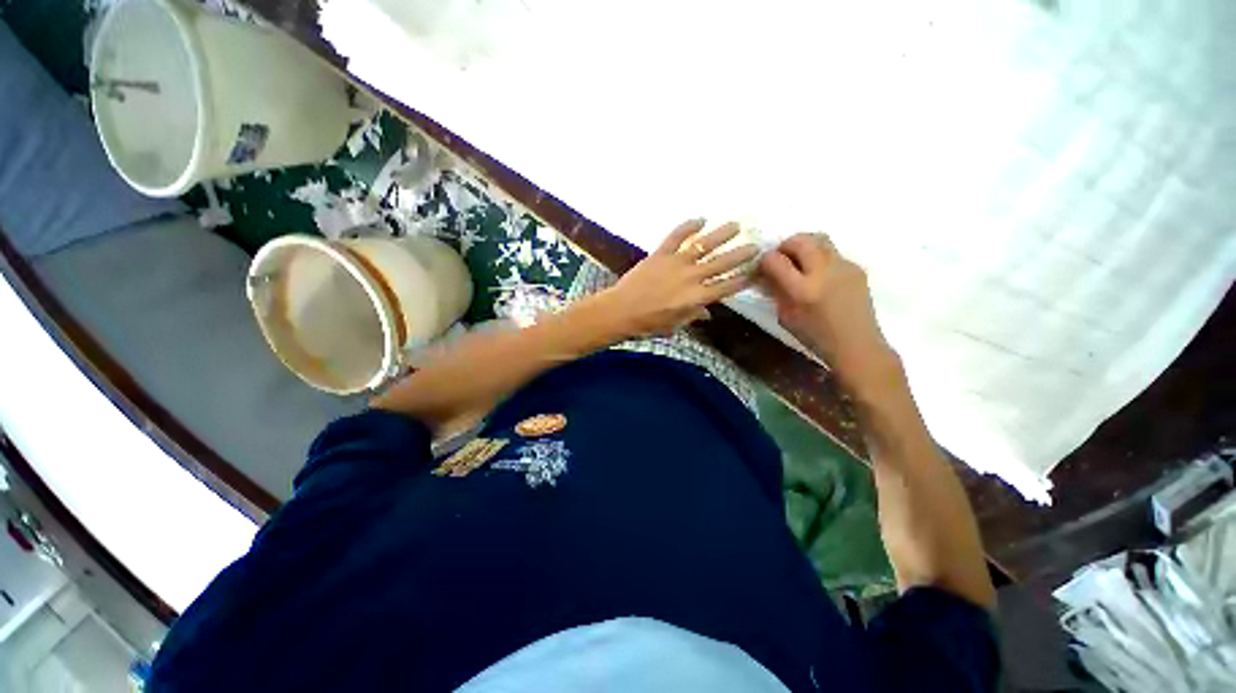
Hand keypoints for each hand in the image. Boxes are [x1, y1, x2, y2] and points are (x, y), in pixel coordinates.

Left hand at [598, 219, 757, 336]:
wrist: (622, 310)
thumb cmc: (648, 323)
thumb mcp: (674, 325)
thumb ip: (693, 315)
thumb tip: (708, 313)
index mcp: (697, 298)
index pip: (726, 287)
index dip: (742, 280)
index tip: (755, 272)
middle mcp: (692, 277)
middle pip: (722, 263)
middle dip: (741, 255)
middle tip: (756, 245)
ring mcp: (676, 263)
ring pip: (704, 245)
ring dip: (722, 234)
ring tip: (737, 225)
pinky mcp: (661, 253)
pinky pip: (677, 236)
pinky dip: (688, 226)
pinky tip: (700, 219)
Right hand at [759, 233, 899, 389]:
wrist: (857, 345)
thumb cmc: (815, 337)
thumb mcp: (786, 317)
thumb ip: (776, 291)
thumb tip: (766, 274)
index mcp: (802, 290)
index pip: (775, 261)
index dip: (764, 261)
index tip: (762, 267)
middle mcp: (824, 272)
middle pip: (800, 240)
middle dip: (784, 246)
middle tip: (780, 258)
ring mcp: (844, 267)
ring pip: (819, 239)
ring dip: (804, 246)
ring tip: (799, 262)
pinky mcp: (857, 267)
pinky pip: (833, 252)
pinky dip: (820, 256)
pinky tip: (819, 274)